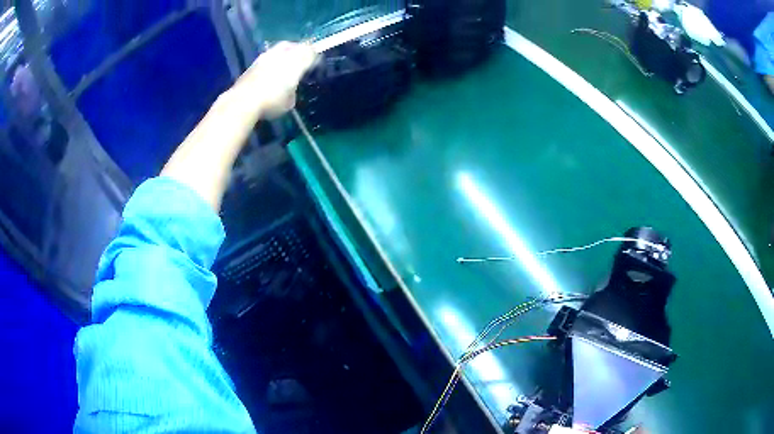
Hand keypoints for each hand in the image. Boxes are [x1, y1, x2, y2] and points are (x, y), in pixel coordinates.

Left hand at [235, 42, 317, 118]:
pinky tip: (270, 72)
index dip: (315, 58)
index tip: (315, 66)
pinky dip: (272, 62)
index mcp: (297, 61)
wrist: (243, 101)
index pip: (311, 53)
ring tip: (285, 65)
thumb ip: (293, 90)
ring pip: (280, 49)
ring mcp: (267, 56)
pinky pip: (268, 57)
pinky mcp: (254, 62)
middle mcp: (283, 54)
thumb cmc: (272, 101)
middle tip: (301, 60)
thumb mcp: (289, 101)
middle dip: (300, 51)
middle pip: (296, 46)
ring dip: (284, 54)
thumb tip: (290, 88)